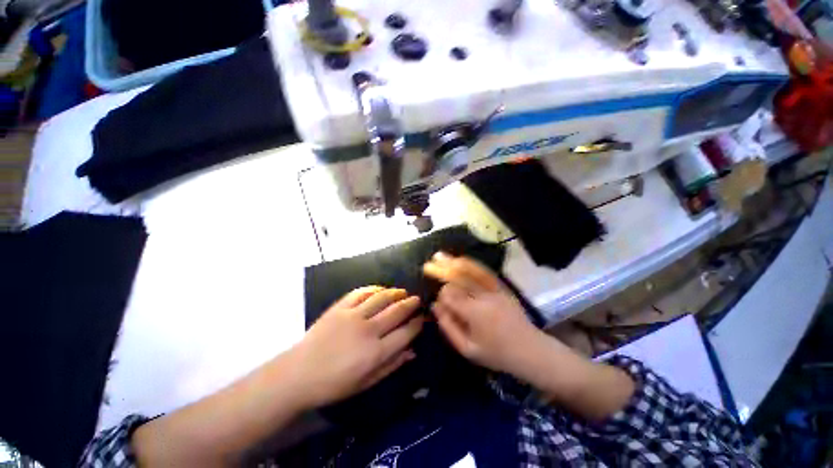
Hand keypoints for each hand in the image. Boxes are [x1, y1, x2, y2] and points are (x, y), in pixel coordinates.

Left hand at [289, 287, 423, 407]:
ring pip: (382, 297)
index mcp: (376, 352)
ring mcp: (353, 315)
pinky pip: (361, 292)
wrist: (298, 374)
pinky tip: (380, 289)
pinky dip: (374, 289)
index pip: (406, 332)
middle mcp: (368, 330)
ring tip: (402, 292)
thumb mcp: (366, 383)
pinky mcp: (340, 307)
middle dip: (411, 304)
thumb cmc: (334, 384)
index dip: (417, 323)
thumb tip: (412, 351)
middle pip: (397, 311)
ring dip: (396, 293)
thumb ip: (391, 365)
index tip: (422, 318)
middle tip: (417, 300)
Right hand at [423, 253, 544, 376]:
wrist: (530, 350)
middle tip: (427, 265)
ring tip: (439, 255)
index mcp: (474, 313)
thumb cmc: (497, 354)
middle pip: (458, 278)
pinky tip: (461, 259)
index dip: (441, 295)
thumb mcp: (468, 349)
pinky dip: (471, 264)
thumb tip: (435, 305)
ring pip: (470, 271)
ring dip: (453, 262)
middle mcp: (483, 296)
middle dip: (441, 270)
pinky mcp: (502, 287)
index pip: (450, 295)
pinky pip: (484, 272)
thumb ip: (449, 326)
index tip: (438, 301)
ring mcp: (494, 289)